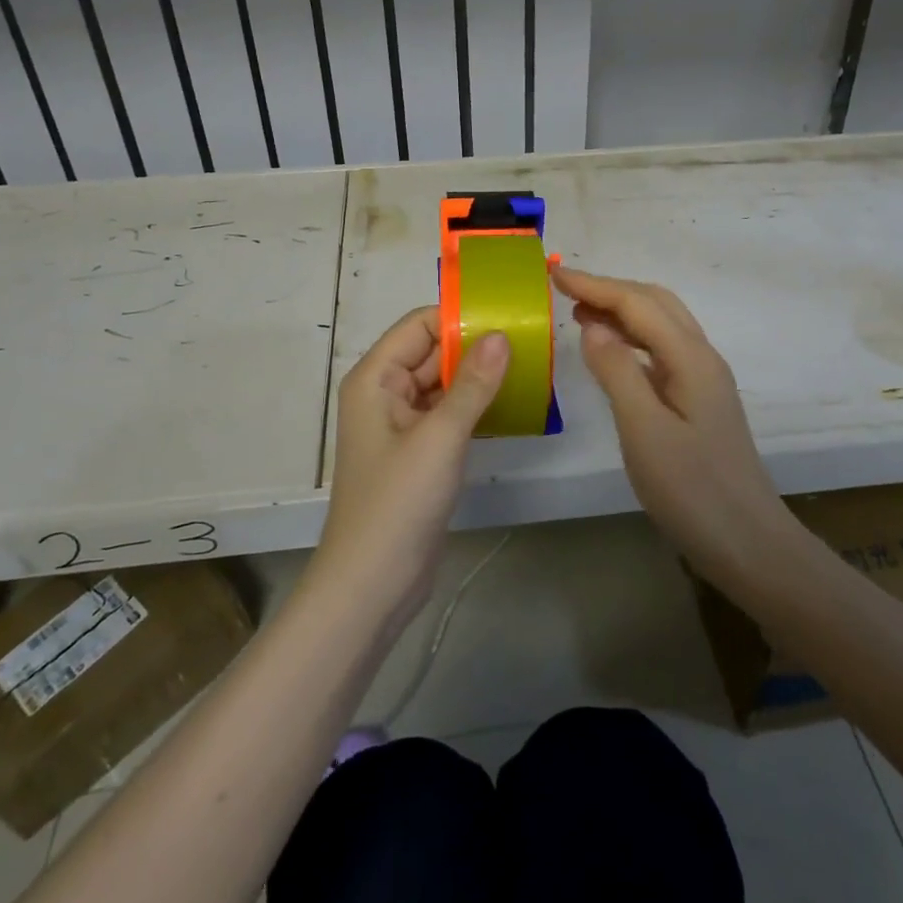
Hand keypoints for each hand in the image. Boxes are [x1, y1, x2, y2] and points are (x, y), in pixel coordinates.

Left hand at [318, 307, 509, 624]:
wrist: (372, 585)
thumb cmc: (398, 502)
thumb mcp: (440, 437)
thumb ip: (473, 384)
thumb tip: (500, 335)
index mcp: (375, 378)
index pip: (419, 326)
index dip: (459, 318)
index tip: (508, 317)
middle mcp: (385, 393)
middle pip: (432, 353)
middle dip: (476, 347)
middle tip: (530, 340)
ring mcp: (402, 425)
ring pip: (444, 384)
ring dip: (479, 377)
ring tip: (530, 366)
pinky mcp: (419, 453)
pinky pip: (449, 414)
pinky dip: (476, 406)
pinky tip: (513, 403)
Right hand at [553, 267, 794, 586]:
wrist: (749, 544)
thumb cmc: (693, 490)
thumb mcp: (644, 430)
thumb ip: (617, 371)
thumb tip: (593, 325)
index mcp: (690, 358)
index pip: (637, 304)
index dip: (594, 284)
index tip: (553, 272)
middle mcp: (701, 357)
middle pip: (654, 303)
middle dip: (609, 289)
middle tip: (563, 290)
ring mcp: (703, 379)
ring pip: (660, 324)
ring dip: (621, 310)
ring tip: (579, 312)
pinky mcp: (699, 400)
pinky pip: (661, 350)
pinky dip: (631, 338)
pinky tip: (611, 352)